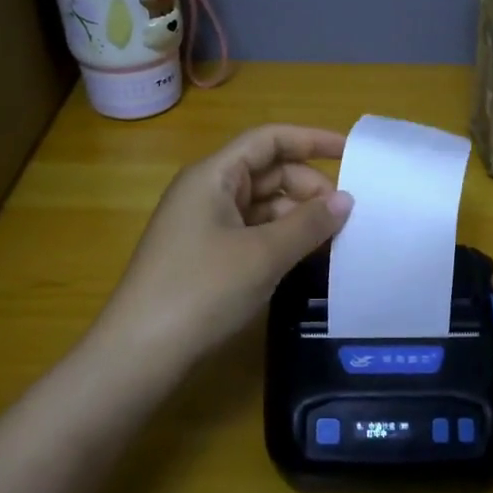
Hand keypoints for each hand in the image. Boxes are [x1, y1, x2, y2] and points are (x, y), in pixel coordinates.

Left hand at [94, 124, 351, 373]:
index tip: (351, 152)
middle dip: (308, 187)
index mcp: (213, 175)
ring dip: (297, 216)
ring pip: (262, 206)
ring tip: (335, 238)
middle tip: (347, 215)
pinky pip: (252, 233)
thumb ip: (308, 224)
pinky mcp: (206, 256)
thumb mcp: (263, 255)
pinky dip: (281, 239)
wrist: (141, 352)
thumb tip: (346, 200)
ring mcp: (204, 225)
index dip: (311, 140)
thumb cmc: (202, 290)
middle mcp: (207, 192)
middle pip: (267, 172)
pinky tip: (306, 257)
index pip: (268, 140)